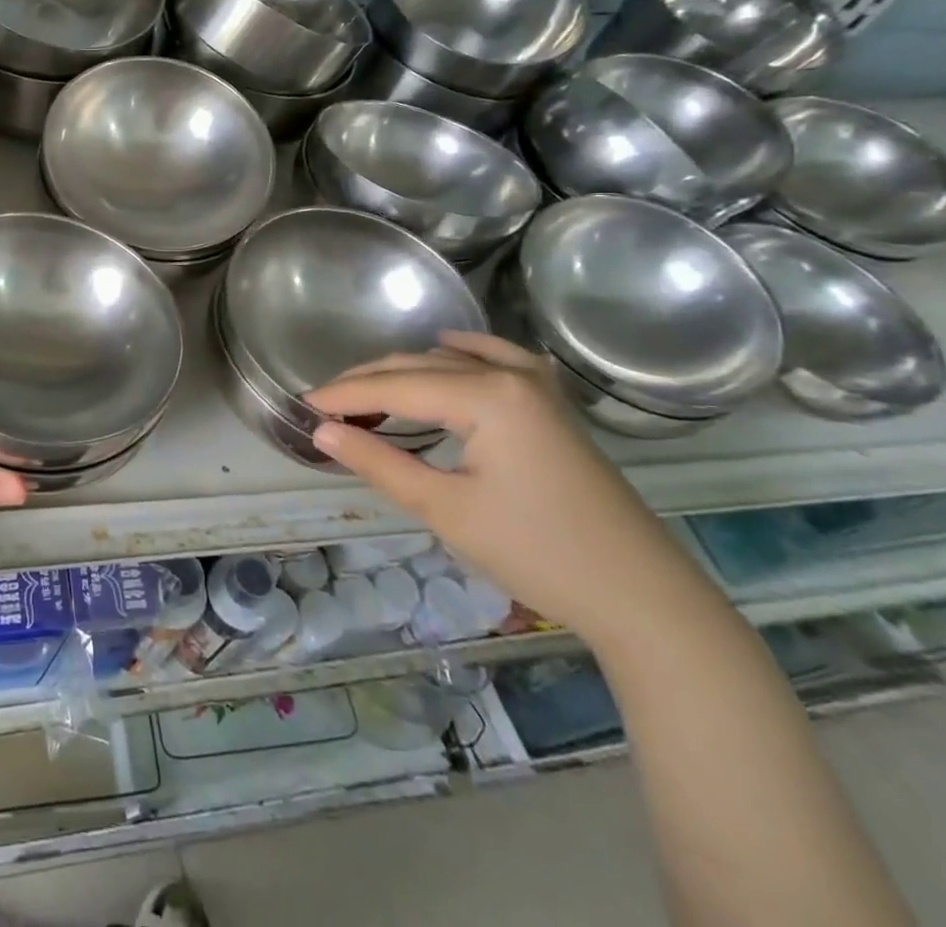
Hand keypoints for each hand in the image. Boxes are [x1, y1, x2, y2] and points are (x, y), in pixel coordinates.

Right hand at [307, 332, 719, 648]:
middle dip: (367, 382)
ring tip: (366, 394)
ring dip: (404, 372)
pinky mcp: (552, 404)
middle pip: (419, 366)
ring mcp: (537, 386)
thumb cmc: (537, 552)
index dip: (344, 395)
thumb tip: (322, 431)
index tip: (303, 405)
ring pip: (451, 361)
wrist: (642, 597)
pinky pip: (496, 359)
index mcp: (485, 395)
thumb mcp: (445, 509)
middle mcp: (509, 375)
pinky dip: (461, 354)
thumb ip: (378, 462)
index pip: (393, 387)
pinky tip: (447, 347)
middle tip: (325, 405)